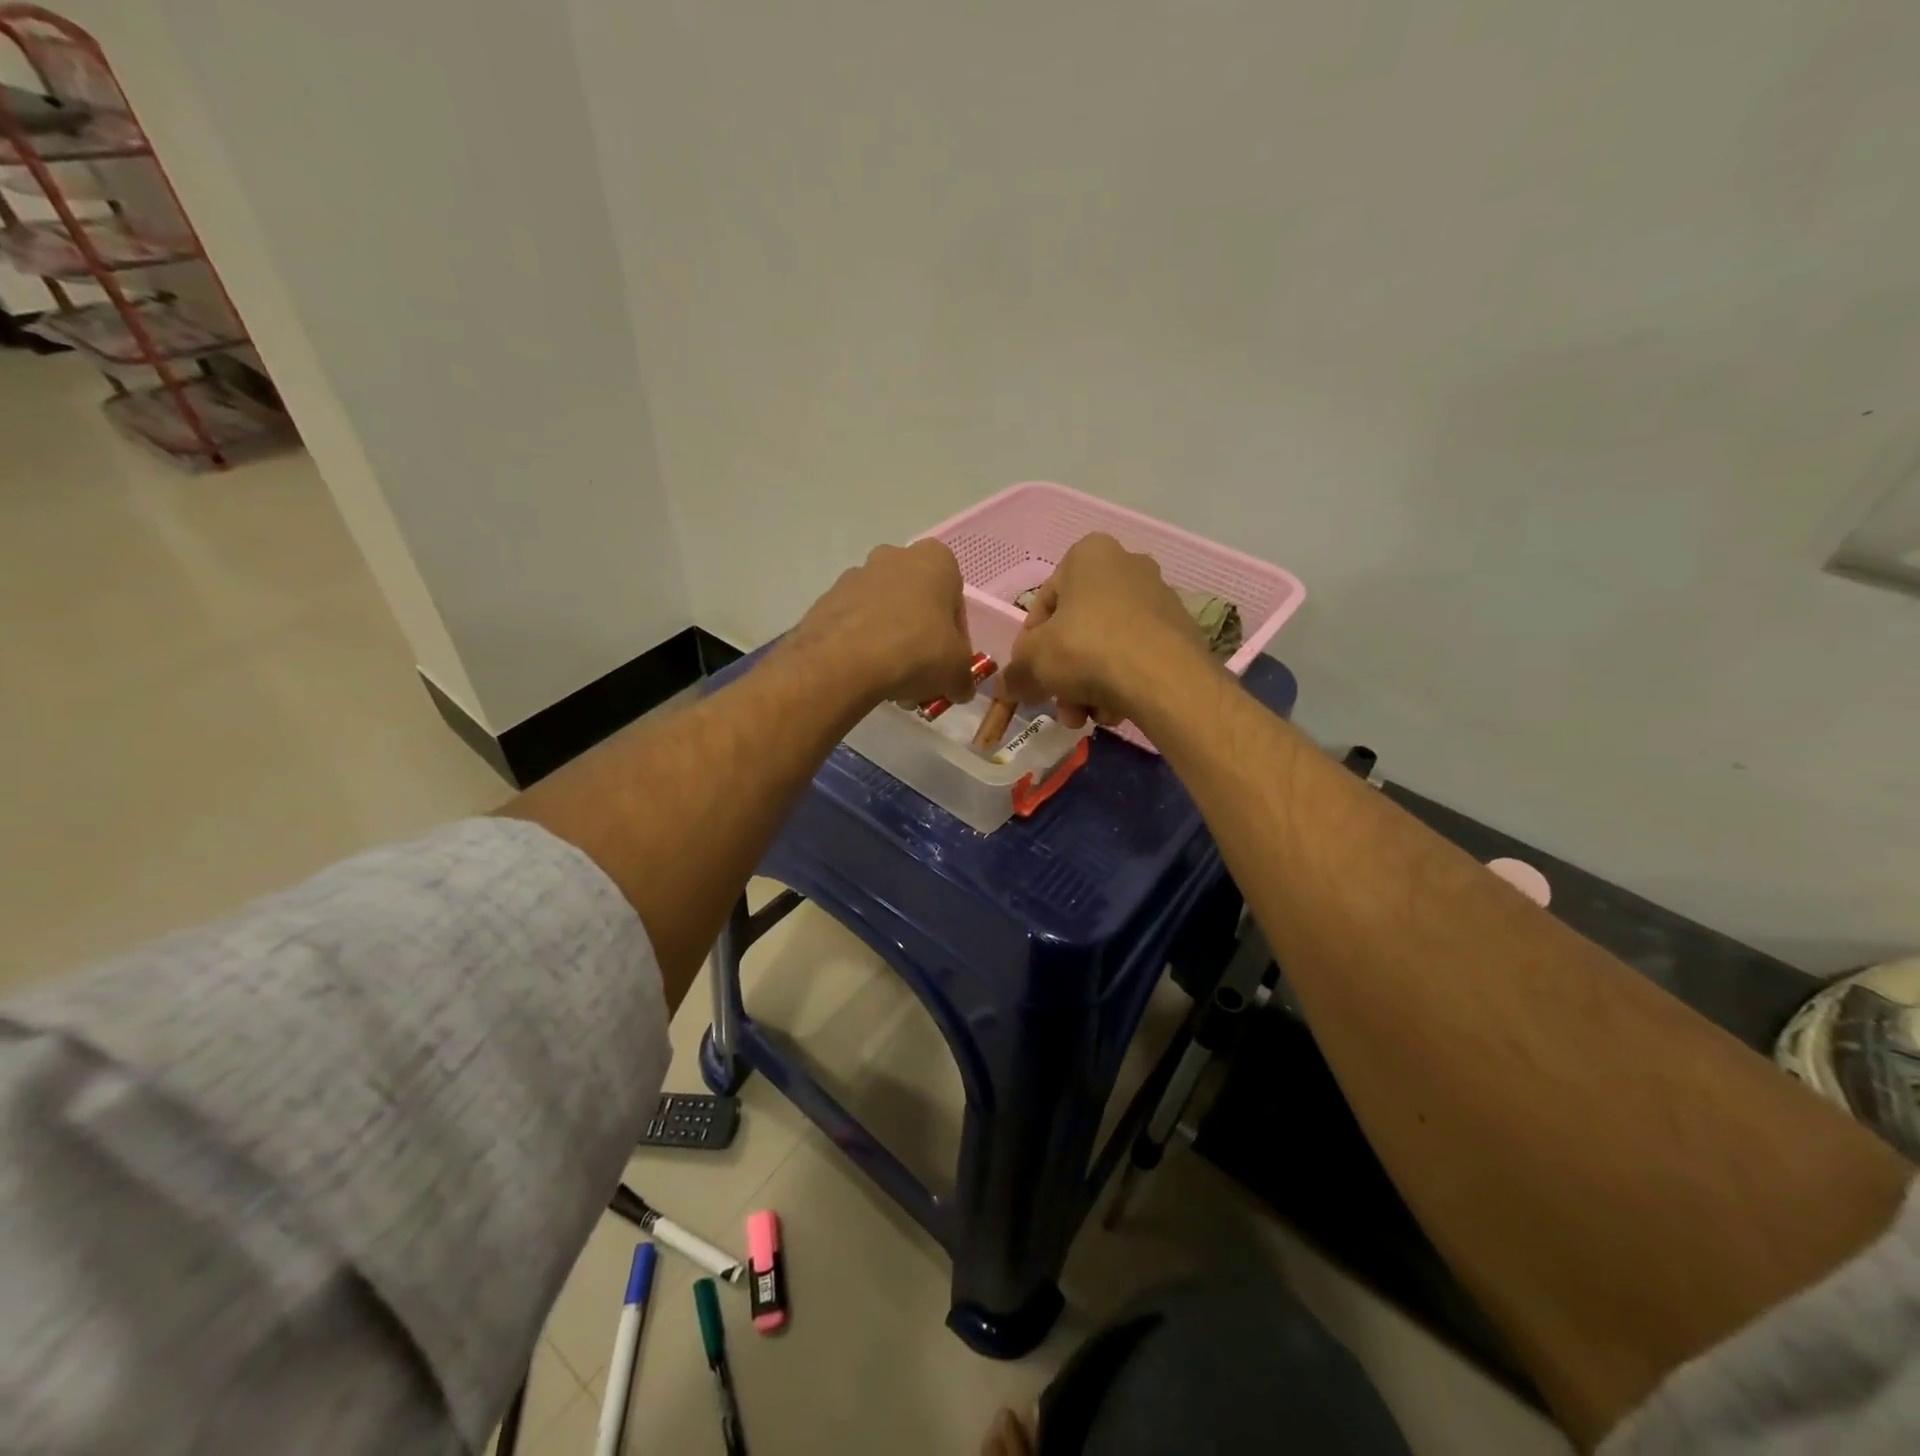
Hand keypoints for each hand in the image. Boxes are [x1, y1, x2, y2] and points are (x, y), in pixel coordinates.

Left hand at [788, 540, 977, 707]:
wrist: (843, 661)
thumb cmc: (916, 651)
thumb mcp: (956, 671)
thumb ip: (963, 677)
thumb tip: (960, 688)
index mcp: (935, 560)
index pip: (955, 602)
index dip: (956, 640)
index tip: (948, 666)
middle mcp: (894, 556)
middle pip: (917, 605)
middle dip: (921, 640)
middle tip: (921, 677)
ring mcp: (855, 576)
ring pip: (885, 615)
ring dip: (892, 646)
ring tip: (892, 686)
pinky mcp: (826, 600)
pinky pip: (855, 626)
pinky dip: (863, 648)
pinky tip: (866, 678)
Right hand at [1001, 534, 1205, 727]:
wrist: (1163, 678)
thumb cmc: (1087, 651)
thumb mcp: (1033, 663)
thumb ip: (1014, 673)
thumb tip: (1008, 687)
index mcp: (1089, 555)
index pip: (1044, 602)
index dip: (1029, 645)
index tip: (1029, 676)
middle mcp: (1128, 566)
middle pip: (1078, 628)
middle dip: (1063, 673)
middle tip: (1059, 704)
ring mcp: (1159, 598)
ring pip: (1106, 647)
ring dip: (1089, 686)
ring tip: (1087, 717)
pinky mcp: (1180, 631)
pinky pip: (1136, 657)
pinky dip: (1121, 683)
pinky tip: (1115, 711)